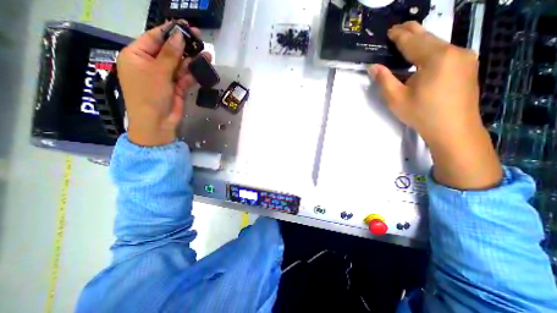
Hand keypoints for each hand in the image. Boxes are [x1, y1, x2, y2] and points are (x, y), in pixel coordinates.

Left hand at [117, 21, 211, 144]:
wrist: (157, 123)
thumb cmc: (150, 95)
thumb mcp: (158, 72)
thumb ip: (170, 54)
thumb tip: (179, 36)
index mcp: (137, 56)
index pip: (154, 38)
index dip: (170, 31)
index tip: (186, 27)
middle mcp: (151, 65)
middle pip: (169, 51)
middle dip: (184, 46)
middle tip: (200, 39)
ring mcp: (165, 77)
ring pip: (180, 65)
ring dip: (192, 60)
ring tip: (207, 54)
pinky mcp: (177, 88)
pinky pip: (185, 77)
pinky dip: (193, 73)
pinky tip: (203, 68)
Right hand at [369, 22, 503, 190]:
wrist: (453, 129)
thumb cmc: (421, 114)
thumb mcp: (396, 99)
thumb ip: (384, 80)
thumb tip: (373, 67)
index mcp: (435, 58)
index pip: (413, 42)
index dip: (399, 36)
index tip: (390, 30)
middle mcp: (454, 52)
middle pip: (428, 38)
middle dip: (412, 32)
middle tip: (398, 27)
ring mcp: (464, 58)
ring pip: (438, 44)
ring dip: (421, 41)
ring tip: (408, 37)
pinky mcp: (466, 66)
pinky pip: (445, 52)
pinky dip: (430, 50)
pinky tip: (422, 54)